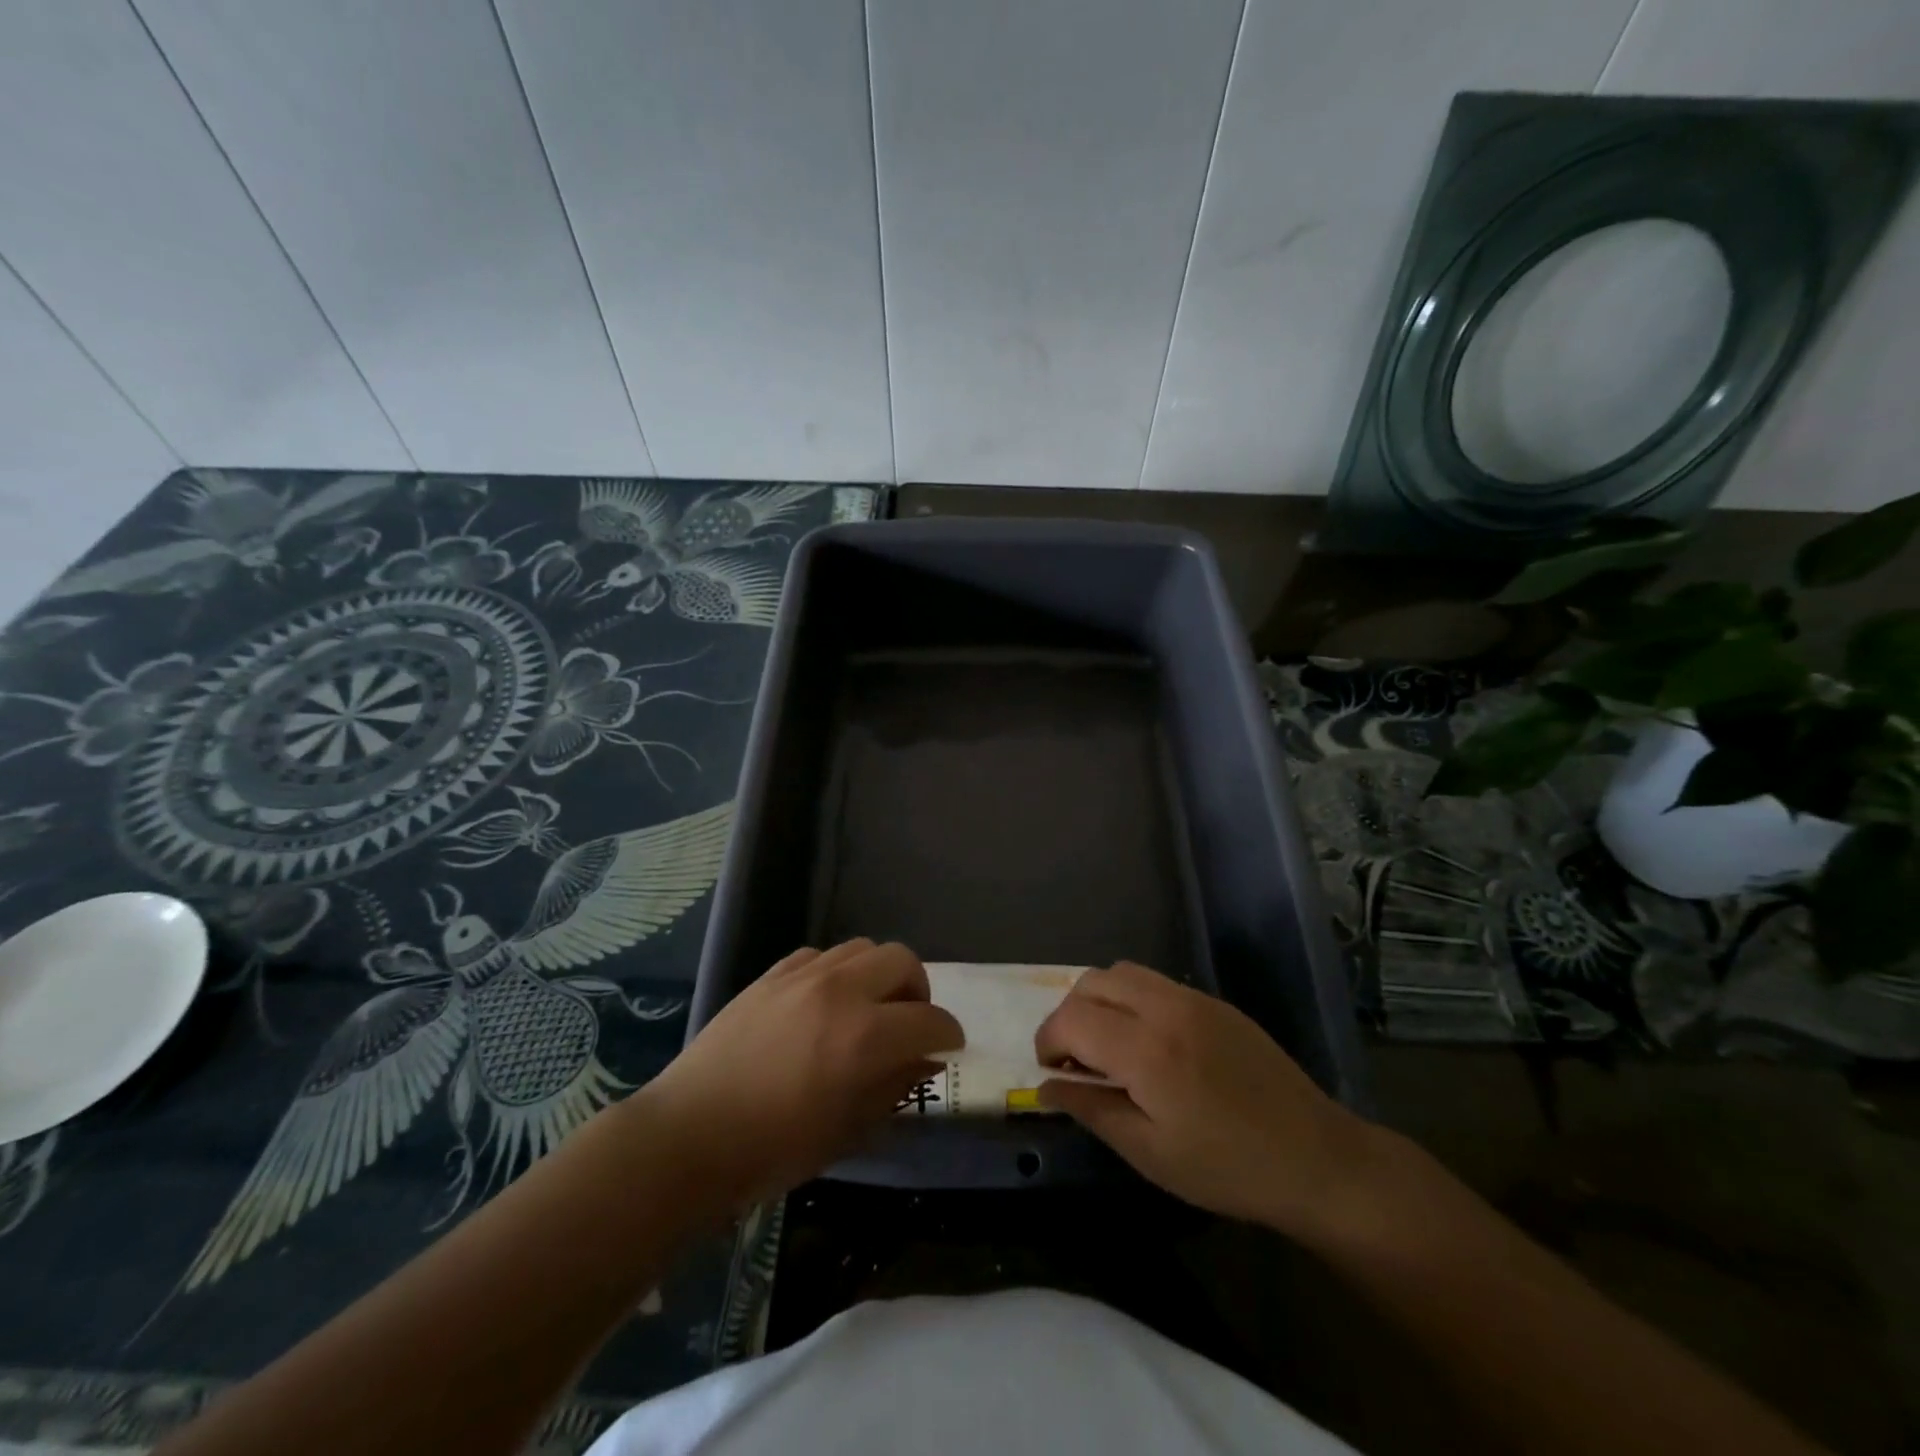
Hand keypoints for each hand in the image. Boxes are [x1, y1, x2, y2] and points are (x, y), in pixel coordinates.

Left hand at [639, 940, 961, 1208]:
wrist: (688, 1136)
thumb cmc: (772, 1149)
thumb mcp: (848, 1131)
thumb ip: (895, 1087)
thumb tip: (925, 1060)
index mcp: (864, 1037)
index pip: (930, 1019)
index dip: (949, 1034)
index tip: (950, 1047)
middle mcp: (840, 991)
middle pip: (902, 960)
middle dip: (919, 990)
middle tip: (910, 1023)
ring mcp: (803, 976)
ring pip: (863, 948)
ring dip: (879, 975)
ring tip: (868, 1008)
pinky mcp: (772, 974)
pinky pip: (821, 955)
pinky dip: (837, 972)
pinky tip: (824, 1003)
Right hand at [1034, 962, 1379, 1240]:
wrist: (1316, 1158)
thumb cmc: (1227, 1168)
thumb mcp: (1150, 1153)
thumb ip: (1092, 1110)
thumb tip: (1046, 1085)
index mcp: (1146, 1050)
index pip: (1071, 1018)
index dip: (1048, 1041)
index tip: (1052, 1072)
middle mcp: (1165, 1008)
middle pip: (1091, 982)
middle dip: (1069, 1015)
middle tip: (1077, 1059)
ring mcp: (1193, 999)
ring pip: (1122, 972)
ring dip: (1100, 1000)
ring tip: (1108, 1045)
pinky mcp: (1214, 1002)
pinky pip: (1155, 982)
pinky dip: (1131, 999)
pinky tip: (1148, 1042)